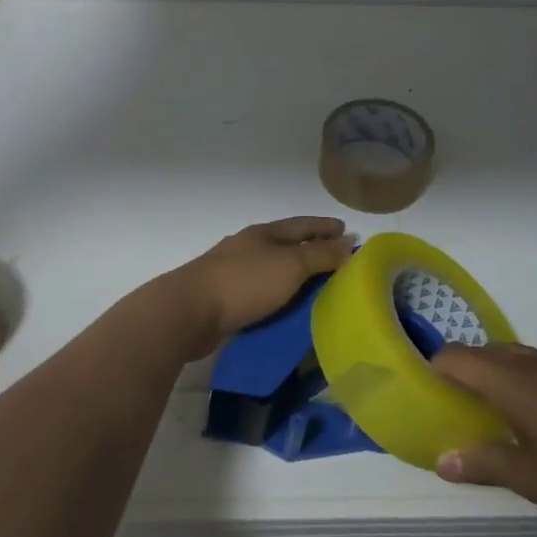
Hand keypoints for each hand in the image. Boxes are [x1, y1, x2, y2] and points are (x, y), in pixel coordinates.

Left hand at [157, 217, 355, 359]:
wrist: (188, 312)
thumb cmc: (244, 282)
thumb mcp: (290, 265)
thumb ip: (320, 255)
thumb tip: (348, 243)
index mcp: (264, 233)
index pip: (302, 224)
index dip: (325, 226)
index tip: (347, 230)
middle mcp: (248, 247)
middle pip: (286, 244)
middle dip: (311, 249)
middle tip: (337, 260)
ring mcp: (233, 271)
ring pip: (272, 268)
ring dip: (294, 274)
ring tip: (316, 285)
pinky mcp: (224, 297)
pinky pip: (260, 292)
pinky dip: (278, 295)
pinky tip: (286, 306)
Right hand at [431, 342, 536, 534]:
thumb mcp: (533, 479)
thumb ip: (485, 464)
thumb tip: (441, 460)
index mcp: (513, 382)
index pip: (458, 357)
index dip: (433, 367)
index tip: (422, 389)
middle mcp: (533, 363)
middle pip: (482, 351)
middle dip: (461, 371)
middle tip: (450, 405)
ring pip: (511, 355)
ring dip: (491, 373)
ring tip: (487, 411)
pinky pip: (536, 364)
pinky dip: (518, 377)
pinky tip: (532, 414)